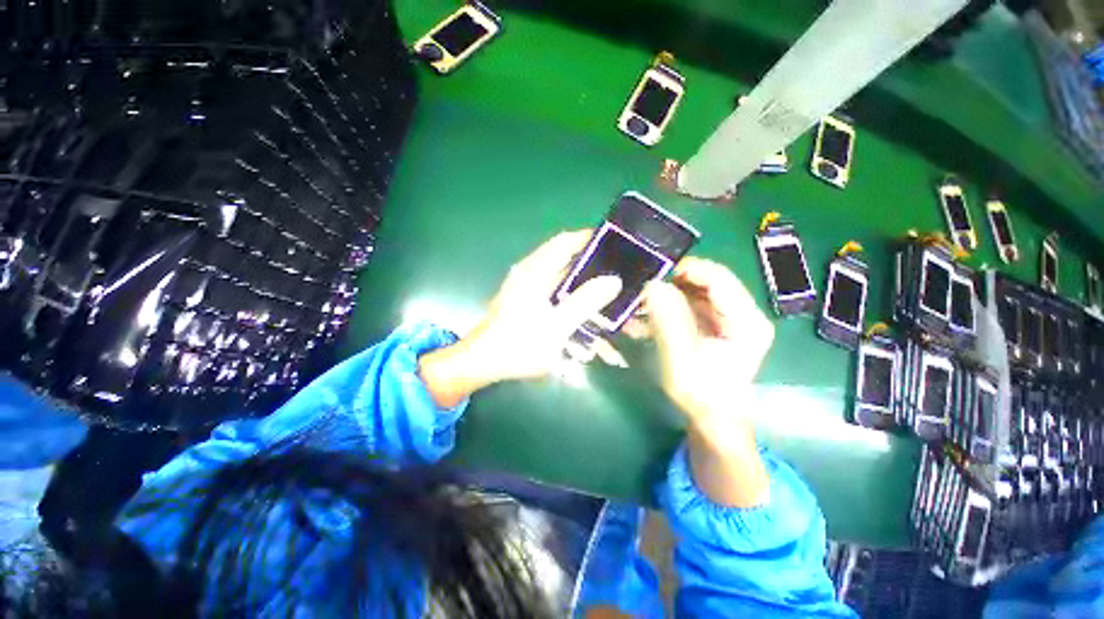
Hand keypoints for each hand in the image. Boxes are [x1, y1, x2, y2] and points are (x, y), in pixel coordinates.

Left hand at [419, 231, 621, 406]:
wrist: (483, 365)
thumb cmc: (518, 344)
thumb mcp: (557, 325)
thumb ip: (585, 301)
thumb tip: (613, 280)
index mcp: (536, 271)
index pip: (566, 242)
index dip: (591, 239)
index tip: (617, 246)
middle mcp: (534, 277)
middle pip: (572, 267)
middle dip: (599, 280)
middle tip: (624, 287)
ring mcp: (533, 294)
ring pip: (570, 292)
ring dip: (592, 305)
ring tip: (619, 321)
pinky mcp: (533, 309)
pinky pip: (562, 307)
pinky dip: (578, 319)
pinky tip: (595, 345)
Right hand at [634, 257, 773, 507]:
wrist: (713, 417)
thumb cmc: (701, 394)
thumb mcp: (681, 359)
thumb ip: (668, 321)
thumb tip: (652, 285)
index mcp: (746, 320)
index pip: (719, 279)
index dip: (686, 270)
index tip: (653, 274)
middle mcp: (742, 313)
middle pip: (705, 283)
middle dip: (671, 284)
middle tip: (641, 291)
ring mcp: (728, 317)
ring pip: (694, 292)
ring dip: (665, 296)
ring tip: (639, 306)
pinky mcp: (714, 324)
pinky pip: (688, 305)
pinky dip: (666, 308)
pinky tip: (644, 318)